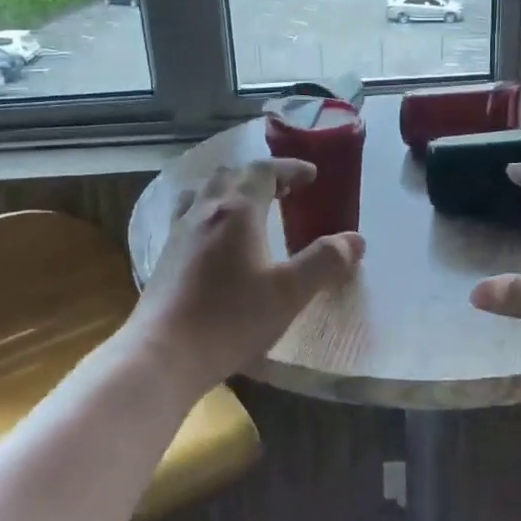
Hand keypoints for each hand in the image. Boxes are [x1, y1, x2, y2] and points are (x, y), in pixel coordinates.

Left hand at [128, 158, 363, 391]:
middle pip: (232, 174)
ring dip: (231, 189)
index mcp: (237, 210)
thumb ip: (325, 262)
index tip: (311, 175)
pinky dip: (209, 211)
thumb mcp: (289, 292)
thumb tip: (355, 240)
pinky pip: (189, 215)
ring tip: (249, 208)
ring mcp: (179, 231)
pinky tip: (215, 238)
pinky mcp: (165, 255)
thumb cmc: (231, 318)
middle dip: (261, 176)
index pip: (264, 170)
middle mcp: (205, 210)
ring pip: (205, 191)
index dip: (290, 168)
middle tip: (285, 191)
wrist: (164, 353)